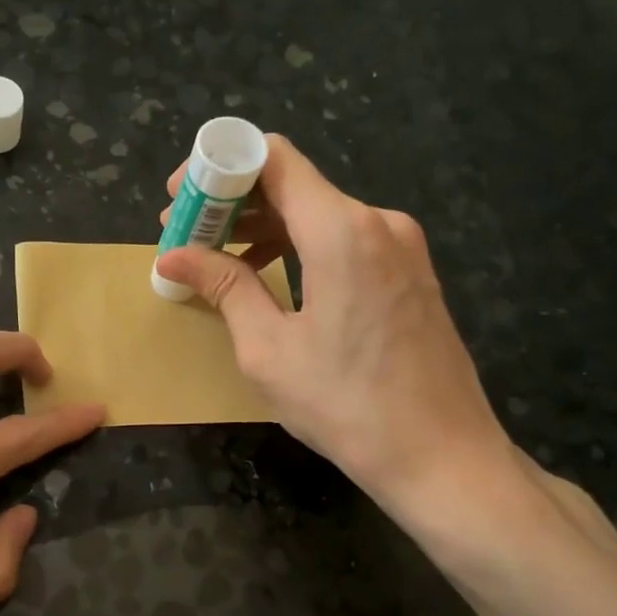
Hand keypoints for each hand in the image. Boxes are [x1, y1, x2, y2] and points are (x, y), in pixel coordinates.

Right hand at [155, 136, 512, 516]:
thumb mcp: (268, 348)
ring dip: (263, 227)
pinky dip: (298, 245)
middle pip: (292, 184)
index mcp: (341, 231)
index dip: (218, 166)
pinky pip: (343, 238)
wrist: (443, 457)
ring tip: (216, 259)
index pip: (272, 158)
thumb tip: (173, 256)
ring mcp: (401, 245)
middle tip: (184, 235)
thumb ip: (224, 287)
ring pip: (317, 212)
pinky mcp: (409, 270)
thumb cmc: (346, 405)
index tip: (179, 197)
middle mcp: (377, 221)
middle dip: (232, 203)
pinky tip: (269, 275)